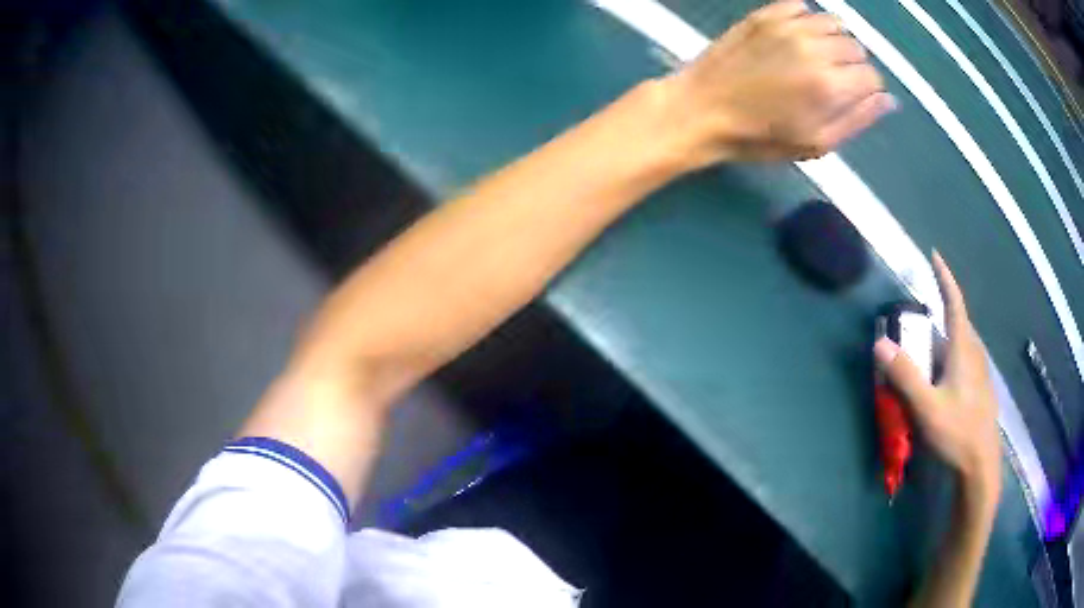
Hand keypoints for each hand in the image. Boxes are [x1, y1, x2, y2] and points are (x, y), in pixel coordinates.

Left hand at [658, 0, 894, 165]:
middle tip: (830, 81)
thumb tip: (887, 100)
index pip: (872, 77)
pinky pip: (801, 6)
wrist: (703, 109)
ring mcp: (788, 26)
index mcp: (831, 85)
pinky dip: (807, 20)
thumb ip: (858, 119)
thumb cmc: (760, 136)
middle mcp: (815, 48)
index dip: (865, 90)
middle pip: (856, 47)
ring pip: (833, 22)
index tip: (850, 97)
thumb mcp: (816, 143)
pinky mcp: (765, 14)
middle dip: (851, 65)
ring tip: (817, 58)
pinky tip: (797, 37)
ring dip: (834, 39)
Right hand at [874, 252, 1001, 499]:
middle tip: (920, 317)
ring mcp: (979, 373)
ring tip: (928, 349)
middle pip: (958, 323)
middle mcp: (974, 354)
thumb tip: (880, 343)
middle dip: (942, 311)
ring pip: (962, 344)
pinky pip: (965, 361)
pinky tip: (943, 378)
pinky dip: (951, 357)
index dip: (944, 277)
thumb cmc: (956, 433)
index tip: (935, 255)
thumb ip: (905, 376)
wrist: (980, 465)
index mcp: (963, 349)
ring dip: (945, 338)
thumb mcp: (926, 408)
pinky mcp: (979, 389)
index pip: (954, 302)